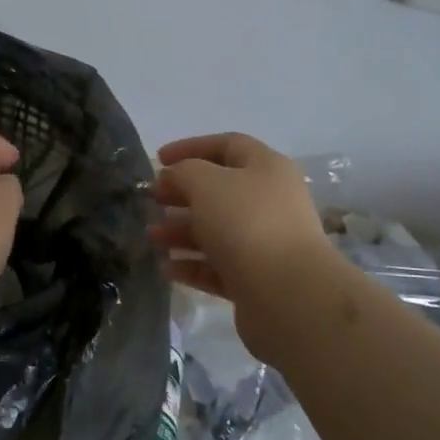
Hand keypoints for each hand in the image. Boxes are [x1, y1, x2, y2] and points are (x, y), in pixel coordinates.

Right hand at [150, 132, 342, 358]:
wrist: (287, 294)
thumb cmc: (246, 223)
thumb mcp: (206, 183)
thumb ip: (184, 172)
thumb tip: (175, 177)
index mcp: (266, 168)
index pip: (227, 145)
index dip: (191, 148)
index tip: (158, 160)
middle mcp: (270, 201)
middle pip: (220, 190)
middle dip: (182, 194)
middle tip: (152, 201)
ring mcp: (265, 242)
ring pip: (216, 230)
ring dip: (181, 231)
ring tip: (152, 238)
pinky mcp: (257, 279)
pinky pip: (218, 266)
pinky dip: (192, 265)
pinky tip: (166, 268)